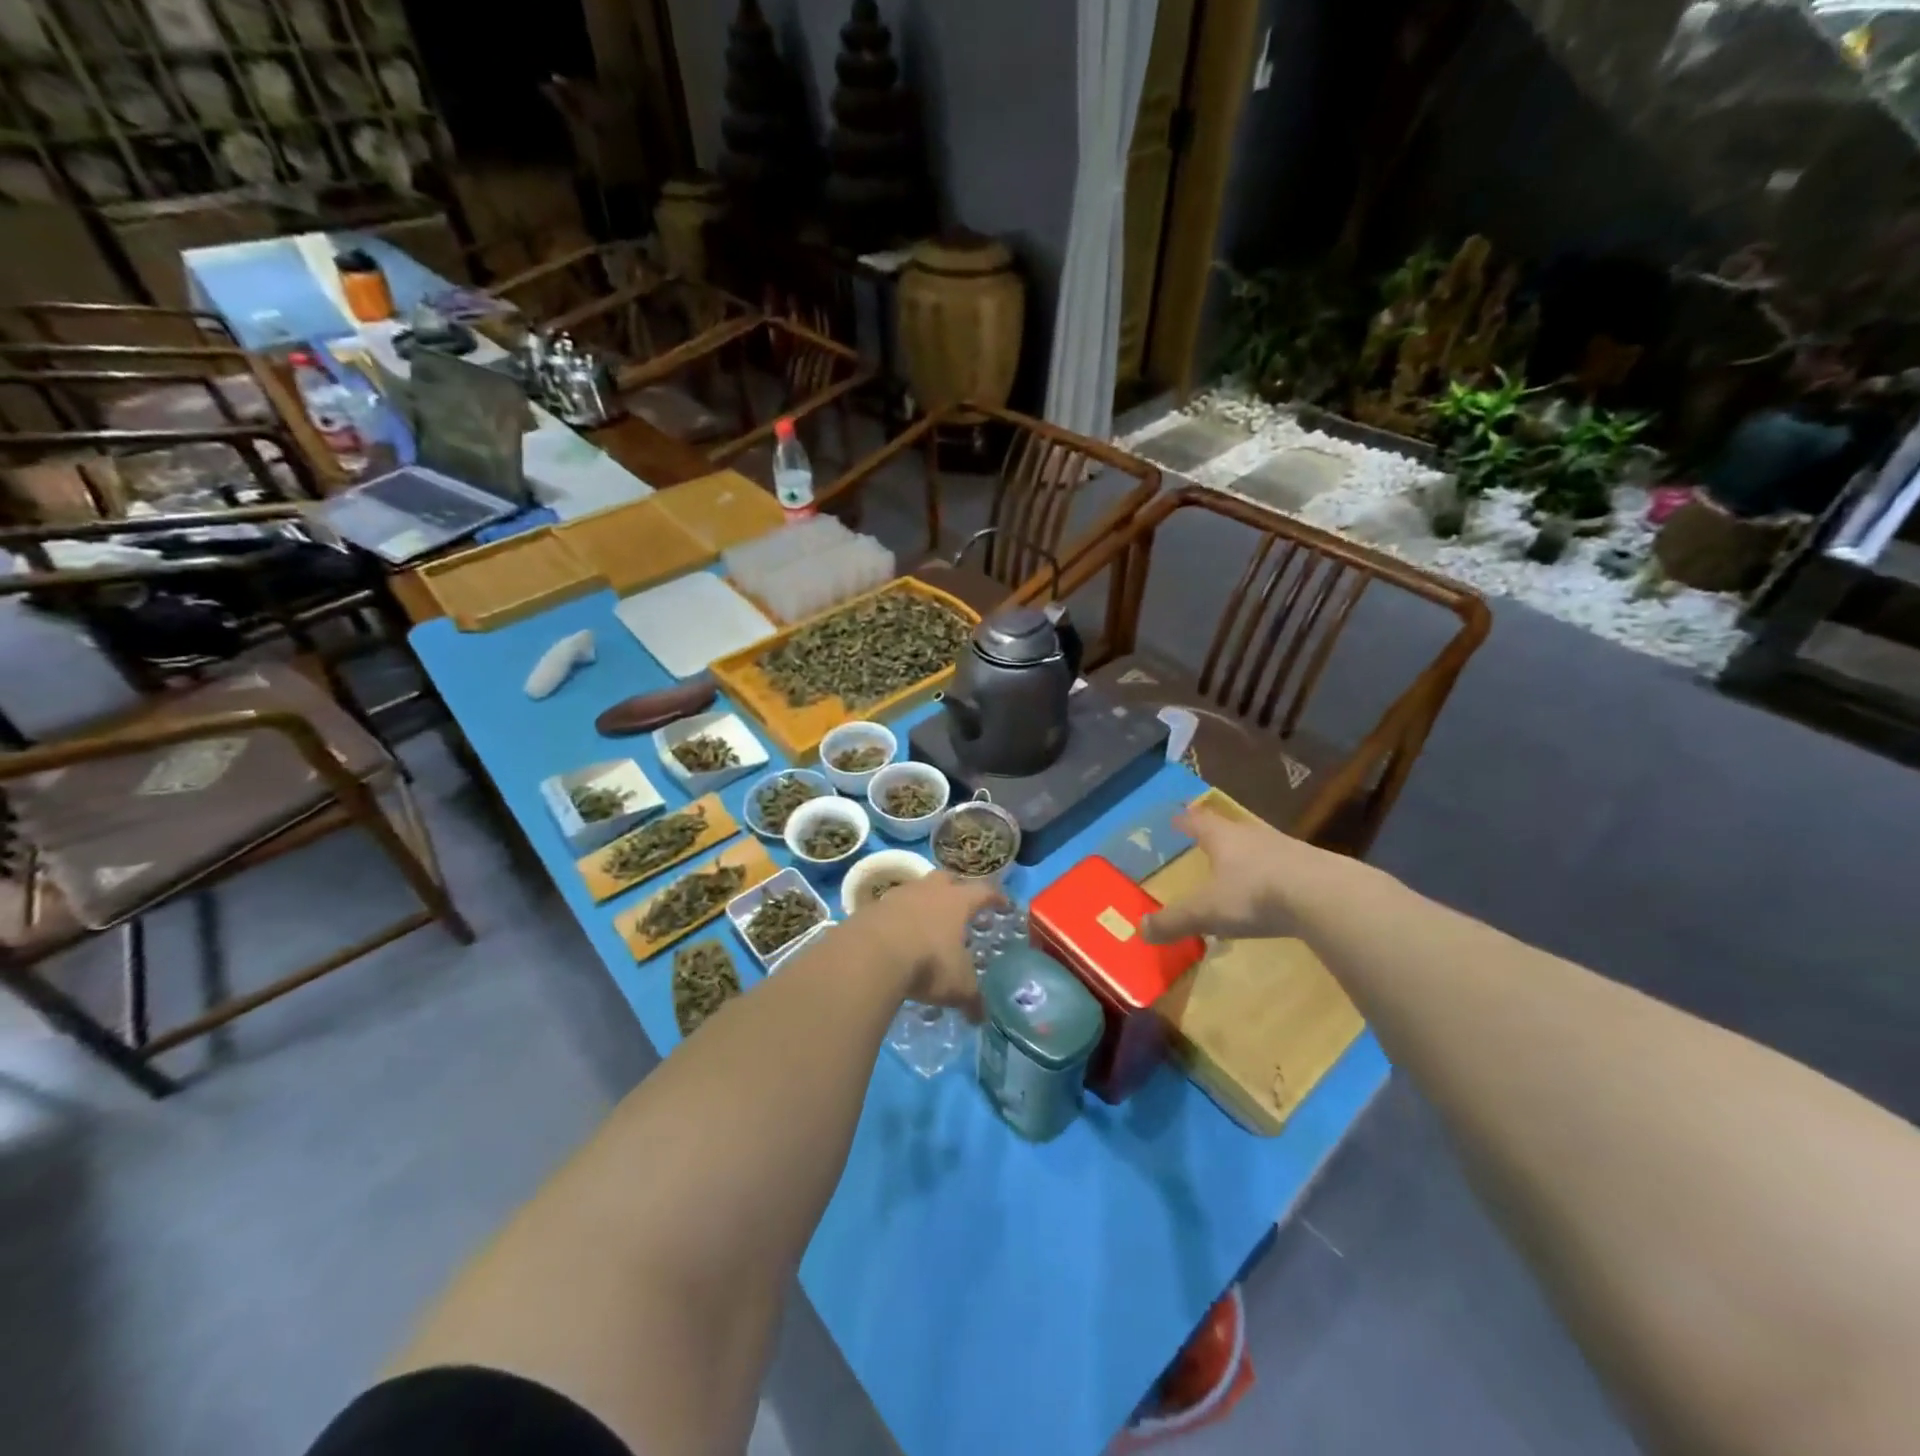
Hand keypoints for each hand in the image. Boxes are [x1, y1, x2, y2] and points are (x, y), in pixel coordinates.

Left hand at [857, 873, 1001, 1019]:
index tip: (1003, 903)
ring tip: (926, 924)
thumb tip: (981, 1017)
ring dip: (923, 902)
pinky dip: (897, 918)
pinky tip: (897, 936)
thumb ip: (972, 999)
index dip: (995, 897)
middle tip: (960, 907)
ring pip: (916, 890)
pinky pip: (890, 908)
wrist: (871, 955)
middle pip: (946, 879)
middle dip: (955, 889)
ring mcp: (898, 895)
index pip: (983, 891)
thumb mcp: (957, 986)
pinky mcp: (872, 907)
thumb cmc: (927, 963)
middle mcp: (928, 890)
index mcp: (957, 902)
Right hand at [1141, 807, 1374, 944]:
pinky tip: (1275, 891)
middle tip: (1206, 838)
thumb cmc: (1255, 894)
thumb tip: (1140, 931)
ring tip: (1240, 866)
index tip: (1177, 817)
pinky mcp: (1313, 867)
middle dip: (1217, 833)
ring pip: (1260, 845)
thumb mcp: (1206, 911)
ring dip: (1248, 853)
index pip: (1198, 822)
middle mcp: (1253, 835)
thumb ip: (1174, 921)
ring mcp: (1287, 848)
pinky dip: (1274, 875)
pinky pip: (1285, 866)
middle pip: (1230, 828)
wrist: (1326, 896)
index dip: (1185, 821)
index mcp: (1223, 838)